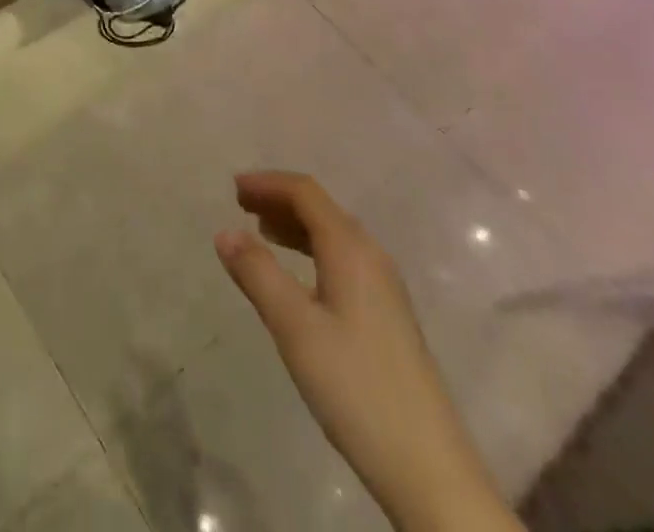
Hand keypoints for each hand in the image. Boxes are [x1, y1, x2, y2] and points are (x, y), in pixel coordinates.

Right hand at [215, 172, 517, 531]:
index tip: (233, 188)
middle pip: (321, 209)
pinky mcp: (388, 316)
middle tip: (240, 206)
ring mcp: (384, 288)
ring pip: (333, 235)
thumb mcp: (295, 328)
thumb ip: (257, 274)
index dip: (268, 183)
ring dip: (294, 225)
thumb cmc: (355, 387)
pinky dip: (311, 251)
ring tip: (261, 234)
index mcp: (351, 249)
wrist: (429, 469)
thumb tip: (224, 232)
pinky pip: (342, 260)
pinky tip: (298, 277)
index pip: (306, 193)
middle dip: (279, 200)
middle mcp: (371, 257)